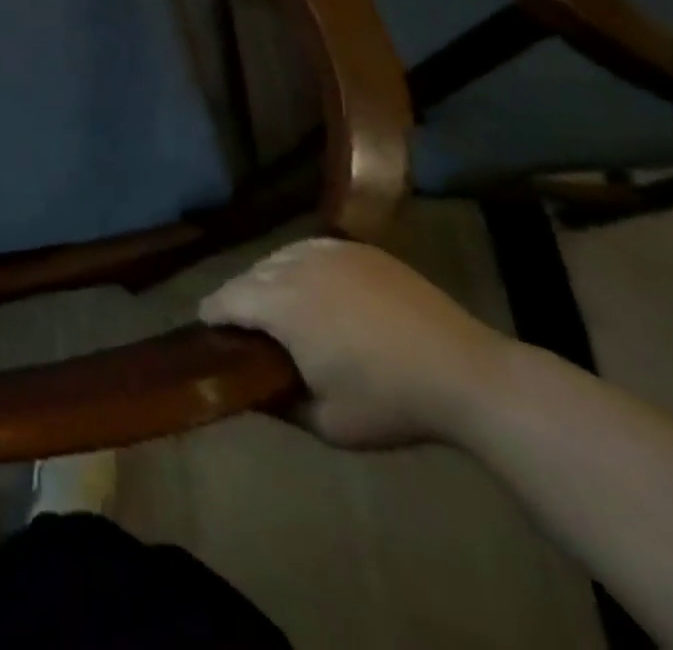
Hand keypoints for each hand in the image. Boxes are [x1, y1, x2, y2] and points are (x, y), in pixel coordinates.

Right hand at [199, 238, 513, 448]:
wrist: (465, 373)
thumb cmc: (391, 403)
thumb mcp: (329, 424)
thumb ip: (281, 405)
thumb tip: (252, 392)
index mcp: (279, 305)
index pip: (225, 299)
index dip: (211, 314)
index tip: (207, 328)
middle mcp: (293, 267)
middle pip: (249, 275)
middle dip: (240, 298)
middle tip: (246, 326)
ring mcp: (327, 252)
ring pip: (277, 258)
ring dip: (268, 279)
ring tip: (278, 305)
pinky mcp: (357, 249)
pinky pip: (309, 249)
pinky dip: (298, 265)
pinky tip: (312, 285)